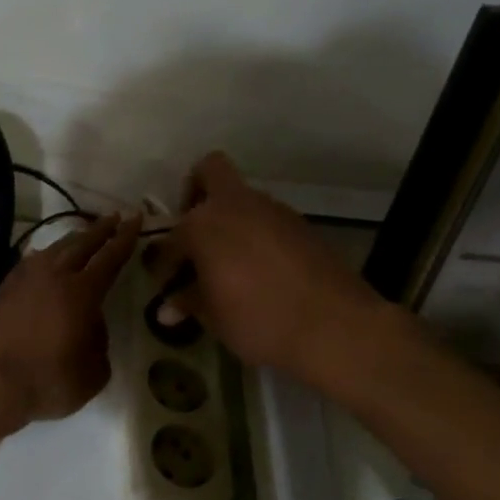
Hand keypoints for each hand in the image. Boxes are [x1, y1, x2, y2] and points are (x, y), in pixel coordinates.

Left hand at [0, 212, 141, 426]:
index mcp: (82, 292)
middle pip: (81, 244)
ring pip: (54, 249)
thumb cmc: (47, 381)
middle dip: (100, 229)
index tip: (135, 218)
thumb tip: (91, 326)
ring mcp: (25, 280)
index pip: (110, 257)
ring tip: (83, 234)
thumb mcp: (92, 372)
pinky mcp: (4, 290)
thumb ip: (99, 343)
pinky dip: (44, 255)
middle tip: (114, 217)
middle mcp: (54, 276)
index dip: (125, 237)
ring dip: (72, 239)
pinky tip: (43, 255)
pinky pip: (30, 262)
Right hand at [149, 152, 395, 392]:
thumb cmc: (258, 320)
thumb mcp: (213, 317)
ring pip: (241, 199)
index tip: (166, 283)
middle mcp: (236, 205)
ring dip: (228, 220)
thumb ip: (188, 303)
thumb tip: (167, 309)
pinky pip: (266, 220)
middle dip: (195, 194)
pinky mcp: (302, 226)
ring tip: (226, 263)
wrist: (335, 327)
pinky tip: (257, 270)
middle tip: (193, 235)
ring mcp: (273, 211)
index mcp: (203, 223)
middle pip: (209, 172)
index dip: (164, 262)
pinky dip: (255, 236)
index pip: (171, 237)